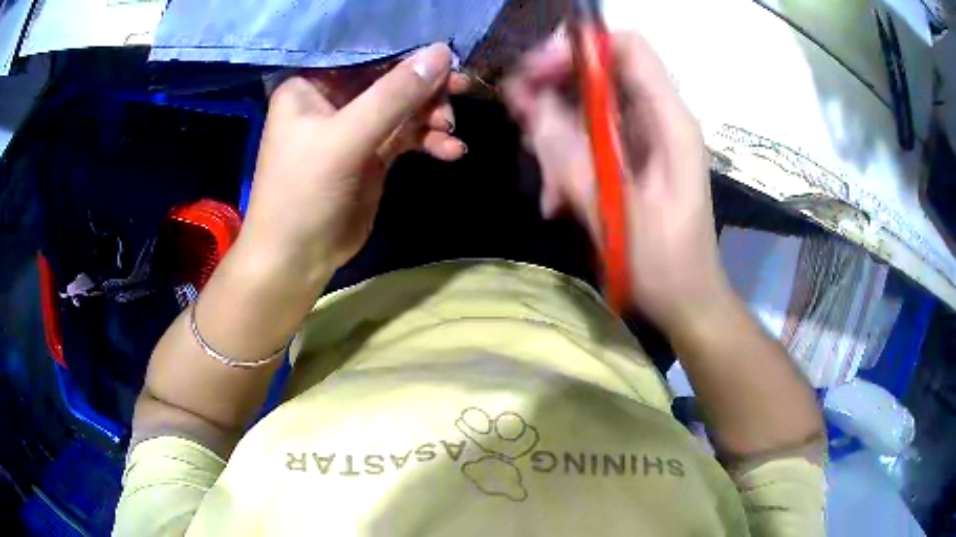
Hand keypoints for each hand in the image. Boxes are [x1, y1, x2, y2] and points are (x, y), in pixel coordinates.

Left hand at [238, 44, 468, 283]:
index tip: (449, 56)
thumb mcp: (346, 139)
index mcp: (312, 83)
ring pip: (405, 106)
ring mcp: (355, 125)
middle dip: (426, 88)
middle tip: (461, 91)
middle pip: (391, 77)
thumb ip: (394, 95)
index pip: (366, 53)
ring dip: (432, 116)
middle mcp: (334, 98)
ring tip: (451, 130)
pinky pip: (409, 135)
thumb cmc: (304, 193)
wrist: (298, 258)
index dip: (408, 52)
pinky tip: (451, 151)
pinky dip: (430, 141)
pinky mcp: (373, 152)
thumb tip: (442, 53)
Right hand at [503, 32, 731, 333]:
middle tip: (518, 116)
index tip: (537, 72)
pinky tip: (557, 199)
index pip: (628, 49)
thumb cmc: (666, 267)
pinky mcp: (629, 160)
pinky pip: (587, 137)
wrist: (687, 302)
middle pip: (600, 73)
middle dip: (554, 88)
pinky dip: (564, 157)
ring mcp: (643, 140)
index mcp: (670, 123)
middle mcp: (657, 120)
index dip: (580, 48)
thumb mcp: (618, 217)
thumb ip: (575, 161)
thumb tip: (534, 108)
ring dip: (554, 131)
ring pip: (587, 105)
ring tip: (545, 181)